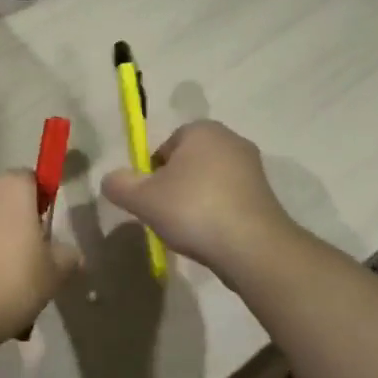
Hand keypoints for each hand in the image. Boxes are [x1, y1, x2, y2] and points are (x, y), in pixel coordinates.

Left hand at [0, 173, 80, 351]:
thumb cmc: (10, 282)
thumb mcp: (54, 274)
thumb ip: (66, 256)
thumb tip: (67, 251)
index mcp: (11, 186)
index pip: (33, 180)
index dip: (42, 205)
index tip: (46, 236)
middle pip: (4, 200)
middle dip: (15, 225)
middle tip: (27, 263)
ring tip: (1, 286)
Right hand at [100, 120, 301, 277]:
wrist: (253, 248)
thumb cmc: (193, 210)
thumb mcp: (142, 198)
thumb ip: (119, 184)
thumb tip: (110, 179)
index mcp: (201, 130)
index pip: (164, 146)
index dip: (152, 173)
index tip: (150, 199)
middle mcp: (231, 139)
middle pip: (187, 162)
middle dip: (175, 186)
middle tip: (165, 214)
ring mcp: (253, 168)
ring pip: (209, 181)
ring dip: (196, 200)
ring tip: (188, 229)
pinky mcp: (267, 196)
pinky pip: (229, 199)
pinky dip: (217, 213)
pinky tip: (211, 236)